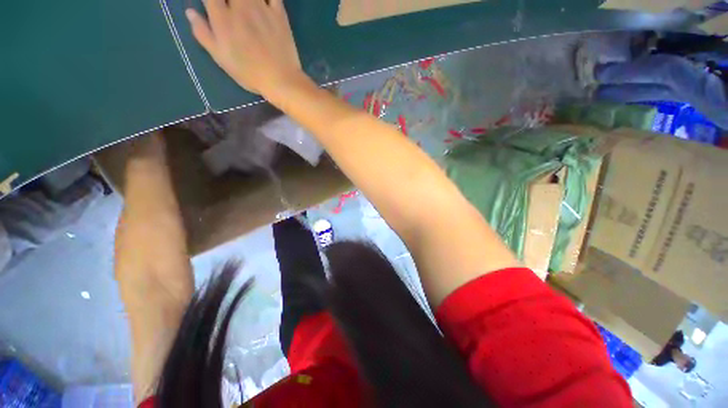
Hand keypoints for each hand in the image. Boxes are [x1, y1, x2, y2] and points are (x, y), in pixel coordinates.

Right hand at [186, 0, 303, 94]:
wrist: (281, 81)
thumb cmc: (250, 73)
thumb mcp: (221, 58)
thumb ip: (203, 33)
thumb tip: (190, 11)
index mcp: (222, 18)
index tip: (211, 2)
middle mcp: (240, 7)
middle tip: (231, 3)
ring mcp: (261, 8)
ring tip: (243, 2)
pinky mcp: (279, 14)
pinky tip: (265, 0)